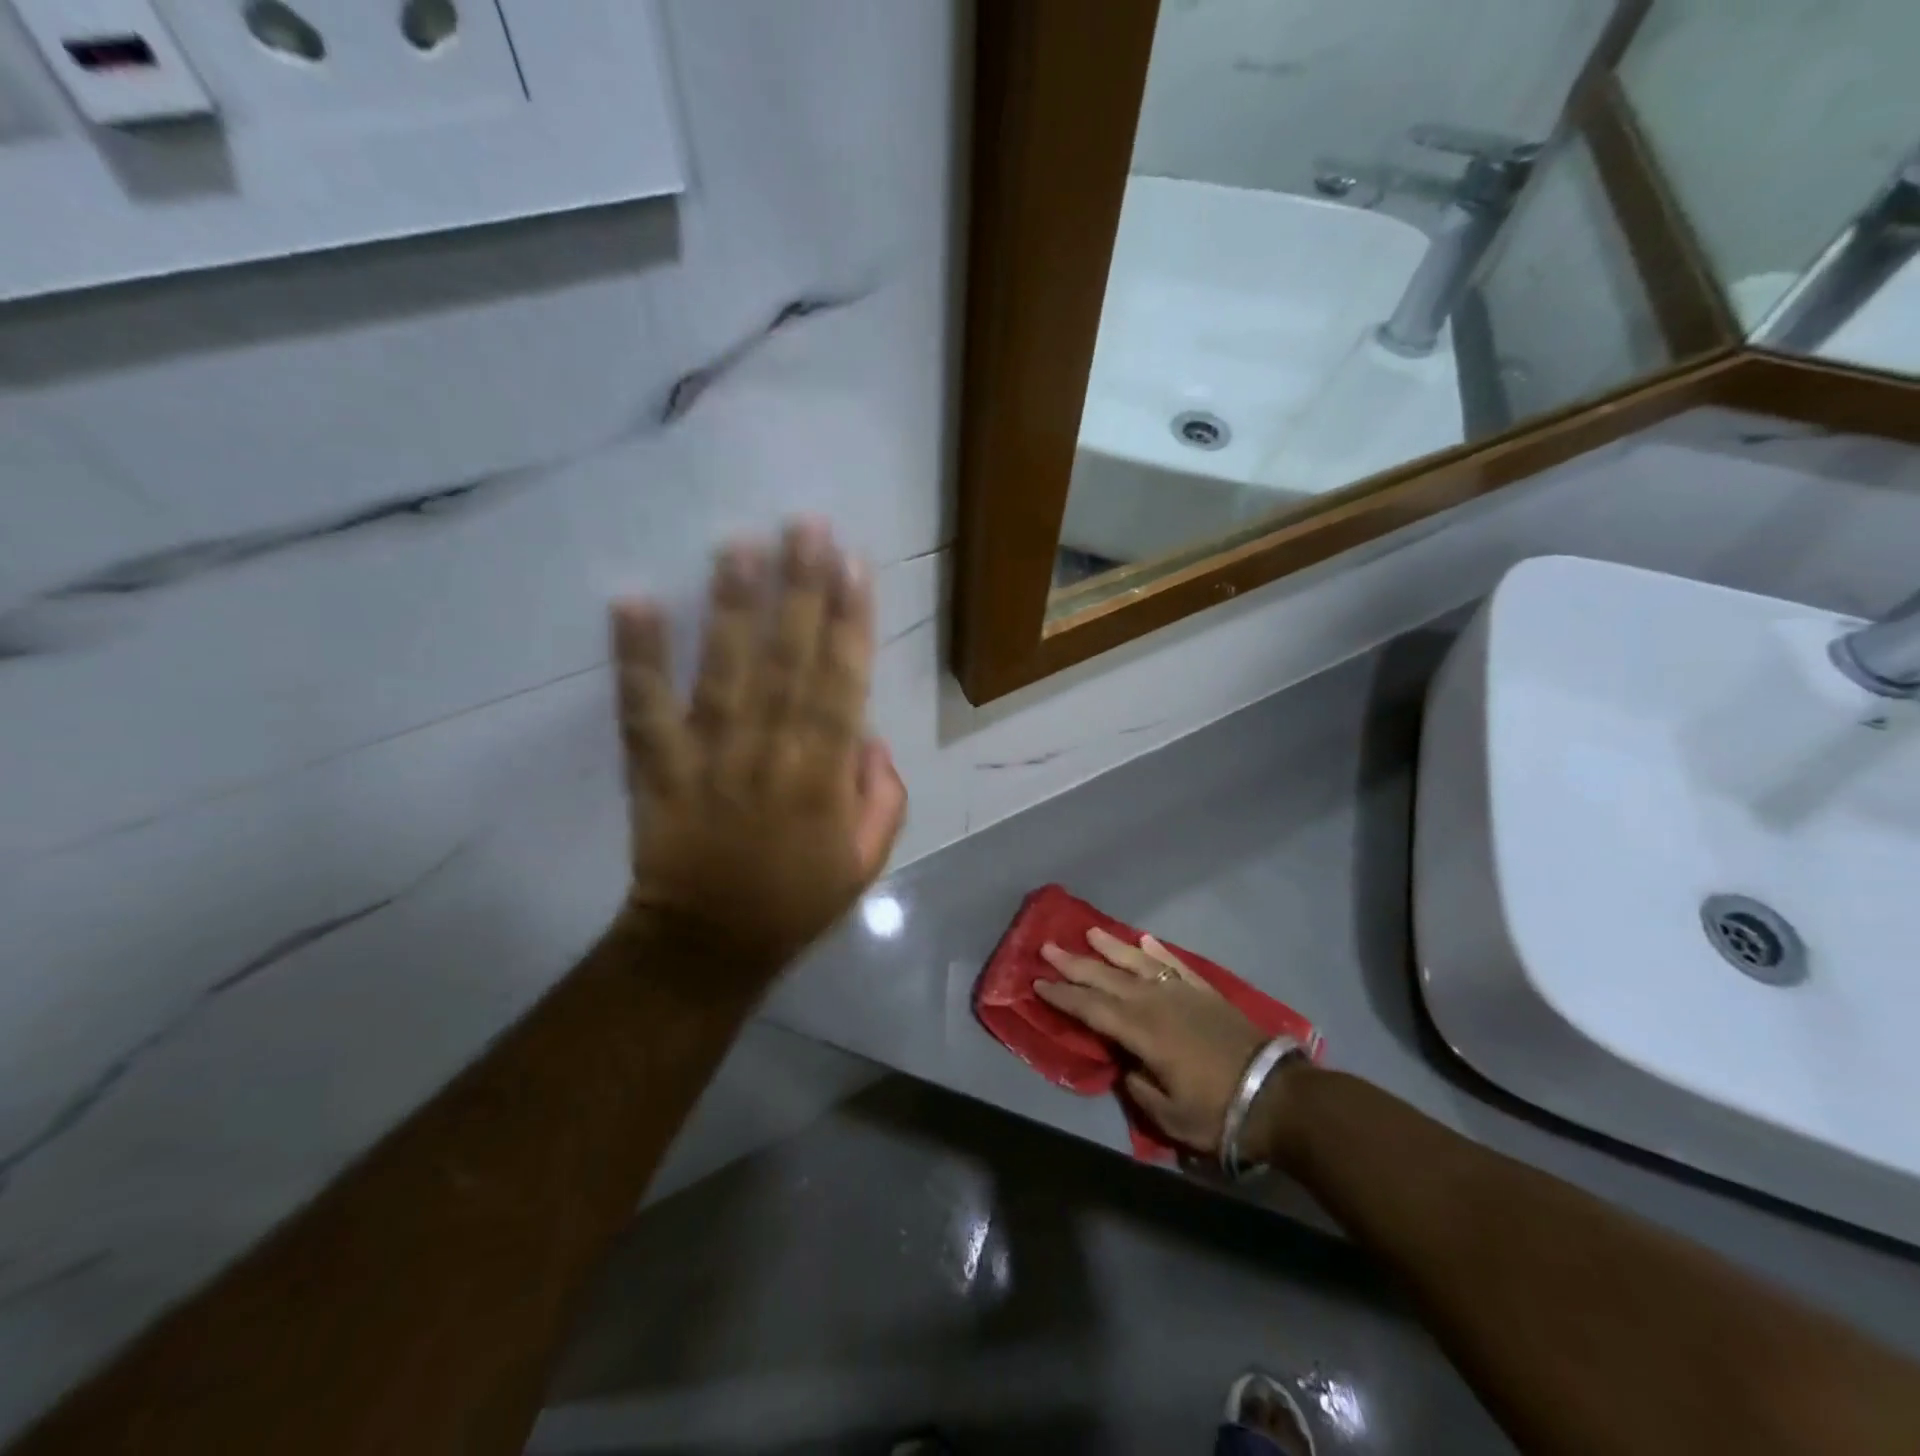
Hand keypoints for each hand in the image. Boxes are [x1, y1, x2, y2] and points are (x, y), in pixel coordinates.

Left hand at [609, 519, 907, 994]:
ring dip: (733, 606)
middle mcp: (770, 756)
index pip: (842, 684)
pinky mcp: (657, 768)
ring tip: (740, 544)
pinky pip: (644, 709)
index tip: (853, 563)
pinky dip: (638, 657)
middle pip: (789, 662)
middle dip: (801, 590)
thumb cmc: (796, 901)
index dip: (850, 622)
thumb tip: (869, 735)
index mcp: (823, 778)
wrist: (707, 946)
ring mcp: (709, 759)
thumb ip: (881, 797)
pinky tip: (634, 601)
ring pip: (725, 673)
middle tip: (806, 525)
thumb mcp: (867, 861)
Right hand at [1035, 928, 1266, 1154]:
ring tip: (1090, 931)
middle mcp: (1157, 1003)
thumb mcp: (1169, 1116)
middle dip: (1075, 963)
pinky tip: (1144, 940)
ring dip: (1112, 947)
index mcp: (1143, 1032)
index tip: (1038, 982)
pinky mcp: (1206, 993)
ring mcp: (1183, 993)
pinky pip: (1174, 964)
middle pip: (1108, 978)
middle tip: (1048, 947)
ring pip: (1139, 963)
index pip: (1093, 1008)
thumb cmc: (1219, 1113)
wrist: (1279, 1097)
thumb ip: (1138, 1087)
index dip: (1064, 996)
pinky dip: (1158, 951)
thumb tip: (1127, 1065)